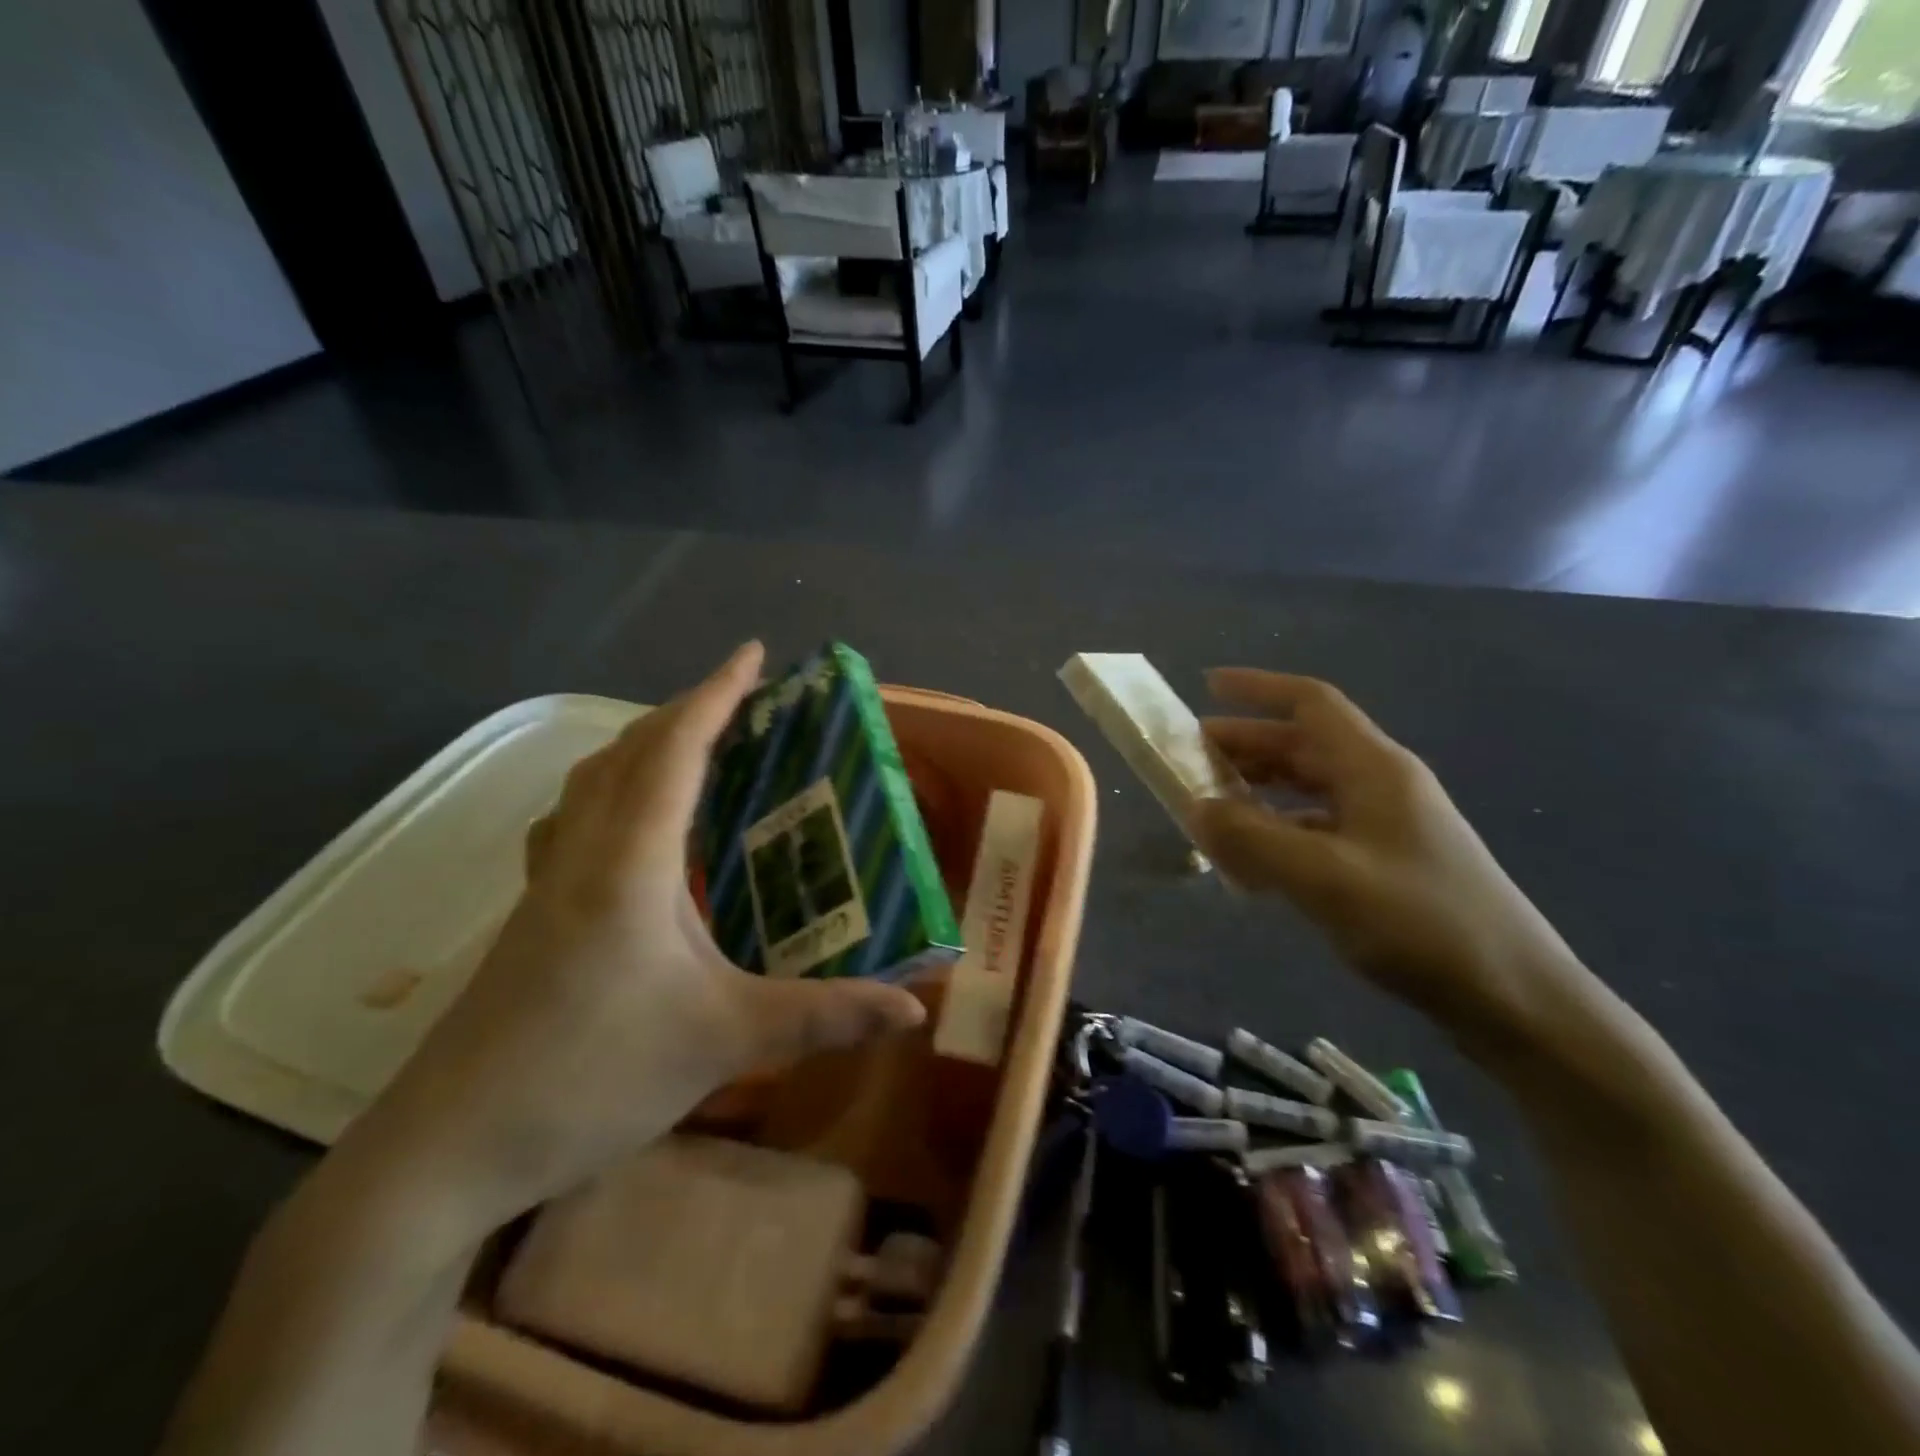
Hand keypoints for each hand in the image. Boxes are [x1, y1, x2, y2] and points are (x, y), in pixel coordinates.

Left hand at [353, 642, 925, 1228]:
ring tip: (693, 744)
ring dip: (644, 745)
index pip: (676, 752)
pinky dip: (613, 791)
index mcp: (630, 864)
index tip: (752, 653)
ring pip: (593, 782)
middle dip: (686, 710)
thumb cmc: (591, 1078)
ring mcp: (546, 884)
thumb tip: (913, 1010)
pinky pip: (576, 820)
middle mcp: (583, 854)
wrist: (443, 1152)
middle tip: (741, 698)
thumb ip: (824, 1017)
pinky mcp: (531, 915)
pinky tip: (632, 826)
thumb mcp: (724, 1041)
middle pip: (629, 751)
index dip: (717, 695)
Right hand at [1187, 670, 1575, 1035]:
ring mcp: (1386, 824)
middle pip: (1302, 745)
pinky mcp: (1386, 861)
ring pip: (1307, 788)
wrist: (1516, 998)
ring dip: (1257, 790)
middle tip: (1189, 759)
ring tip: (1210, 808)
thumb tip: (1194, 807)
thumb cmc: (1422, 924)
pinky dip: (1278, 832)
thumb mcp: (1325, 878)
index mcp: (1373, 768)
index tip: (1206, 686)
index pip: (1310, 703)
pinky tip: (1252, 862)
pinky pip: (1317, 828)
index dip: (1257, 688)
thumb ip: (1252, 838)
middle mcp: (1380, 784)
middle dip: (1244, 746)